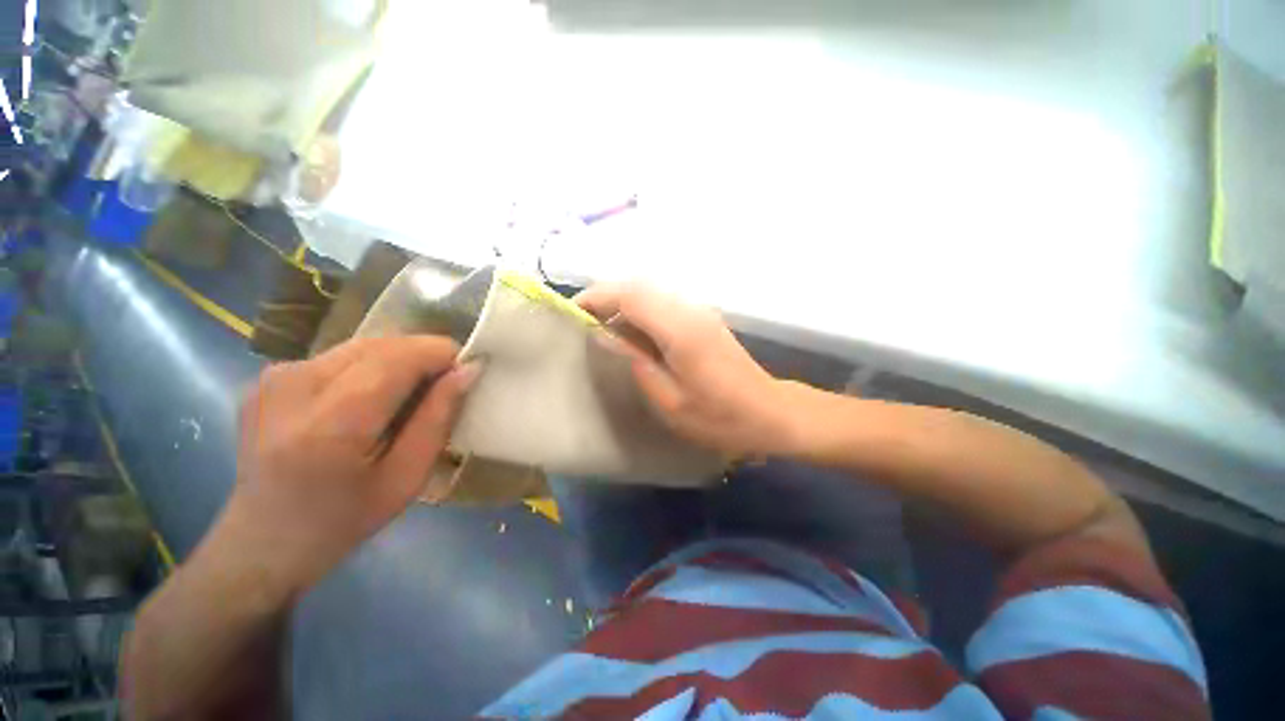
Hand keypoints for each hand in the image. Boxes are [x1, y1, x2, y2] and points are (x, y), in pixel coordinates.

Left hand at [204, 336, 479, 603]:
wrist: (262, 541)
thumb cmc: (344, 519)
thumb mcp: (408, 477)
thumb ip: (438, 418)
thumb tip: (468, 369)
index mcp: (329, 424)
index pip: (398, 358)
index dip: (441, 354)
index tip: (467, 368)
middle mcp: (294, 386)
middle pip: (381, 344)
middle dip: (423, 356)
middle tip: (445, 384)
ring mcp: (274, 377)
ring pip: (362, 345)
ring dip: (398, 361)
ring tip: (411, 393)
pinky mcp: (268, 377)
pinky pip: (340, 356)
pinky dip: (370, 367)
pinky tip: (371, 398)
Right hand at [576, 283, 796, 458]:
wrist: (768, 412)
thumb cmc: (719, 417)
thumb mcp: (669, 400)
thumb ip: (636, 362)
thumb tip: (607, 335)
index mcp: (680, 329)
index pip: (630, 296)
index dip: (597, 298)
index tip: (573, 312)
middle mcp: (690, 310)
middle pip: (639, 286)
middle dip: (606, 296)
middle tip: (583, 320)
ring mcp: (699, 311)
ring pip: (651, 291)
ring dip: (623, 302)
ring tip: (602, 327)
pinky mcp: (703, 318)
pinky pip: (663, 303)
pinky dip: (640, 310)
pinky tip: (633, 333)